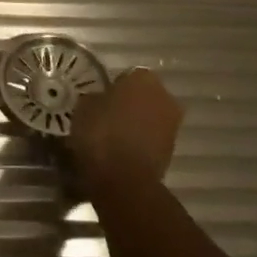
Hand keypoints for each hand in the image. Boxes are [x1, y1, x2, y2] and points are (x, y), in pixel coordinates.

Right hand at [70, 68, 182, 187]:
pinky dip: (140, 142)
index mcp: (144, 78)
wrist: (124, 180)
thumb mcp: (84, 108)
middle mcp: (164, 96)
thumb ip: (95, 98)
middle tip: (107, 117)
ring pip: (150, 117)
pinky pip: (152, 138)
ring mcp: (172, 124)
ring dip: (136, 124)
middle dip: (129, 104)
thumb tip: (100, 99)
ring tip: (113, 137)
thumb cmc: (101, 134)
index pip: (127, 76)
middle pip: (143, 96)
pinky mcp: (172, 150)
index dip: (113, 88)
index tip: (100, 100)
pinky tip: (122, 152)